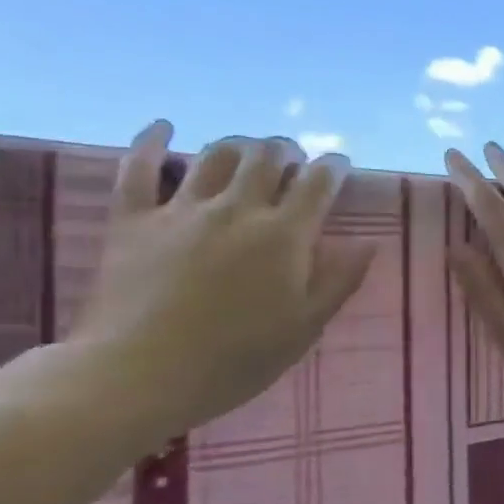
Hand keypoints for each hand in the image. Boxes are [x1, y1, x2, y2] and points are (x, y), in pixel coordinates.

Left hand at [71, 122, 376, 440]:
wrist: (139, 376)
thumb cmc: (235, 360)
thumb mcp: (304, 328)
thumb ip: (339, 281)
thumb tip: (369, 242)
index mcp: (284, 235)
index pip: (318, 182)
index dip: (333, 167)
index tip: (339, 166)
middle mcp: (237, 209)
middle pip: (268, 155)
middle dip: (288, 150)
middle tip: (294, 162)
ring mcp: (182, 210)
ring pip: (216, 154)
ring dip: (239, 145)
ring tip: (247, 154)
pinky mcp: (134, 220)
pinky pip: (138, 169)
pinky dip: (152, 142)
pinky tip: (164, 127)